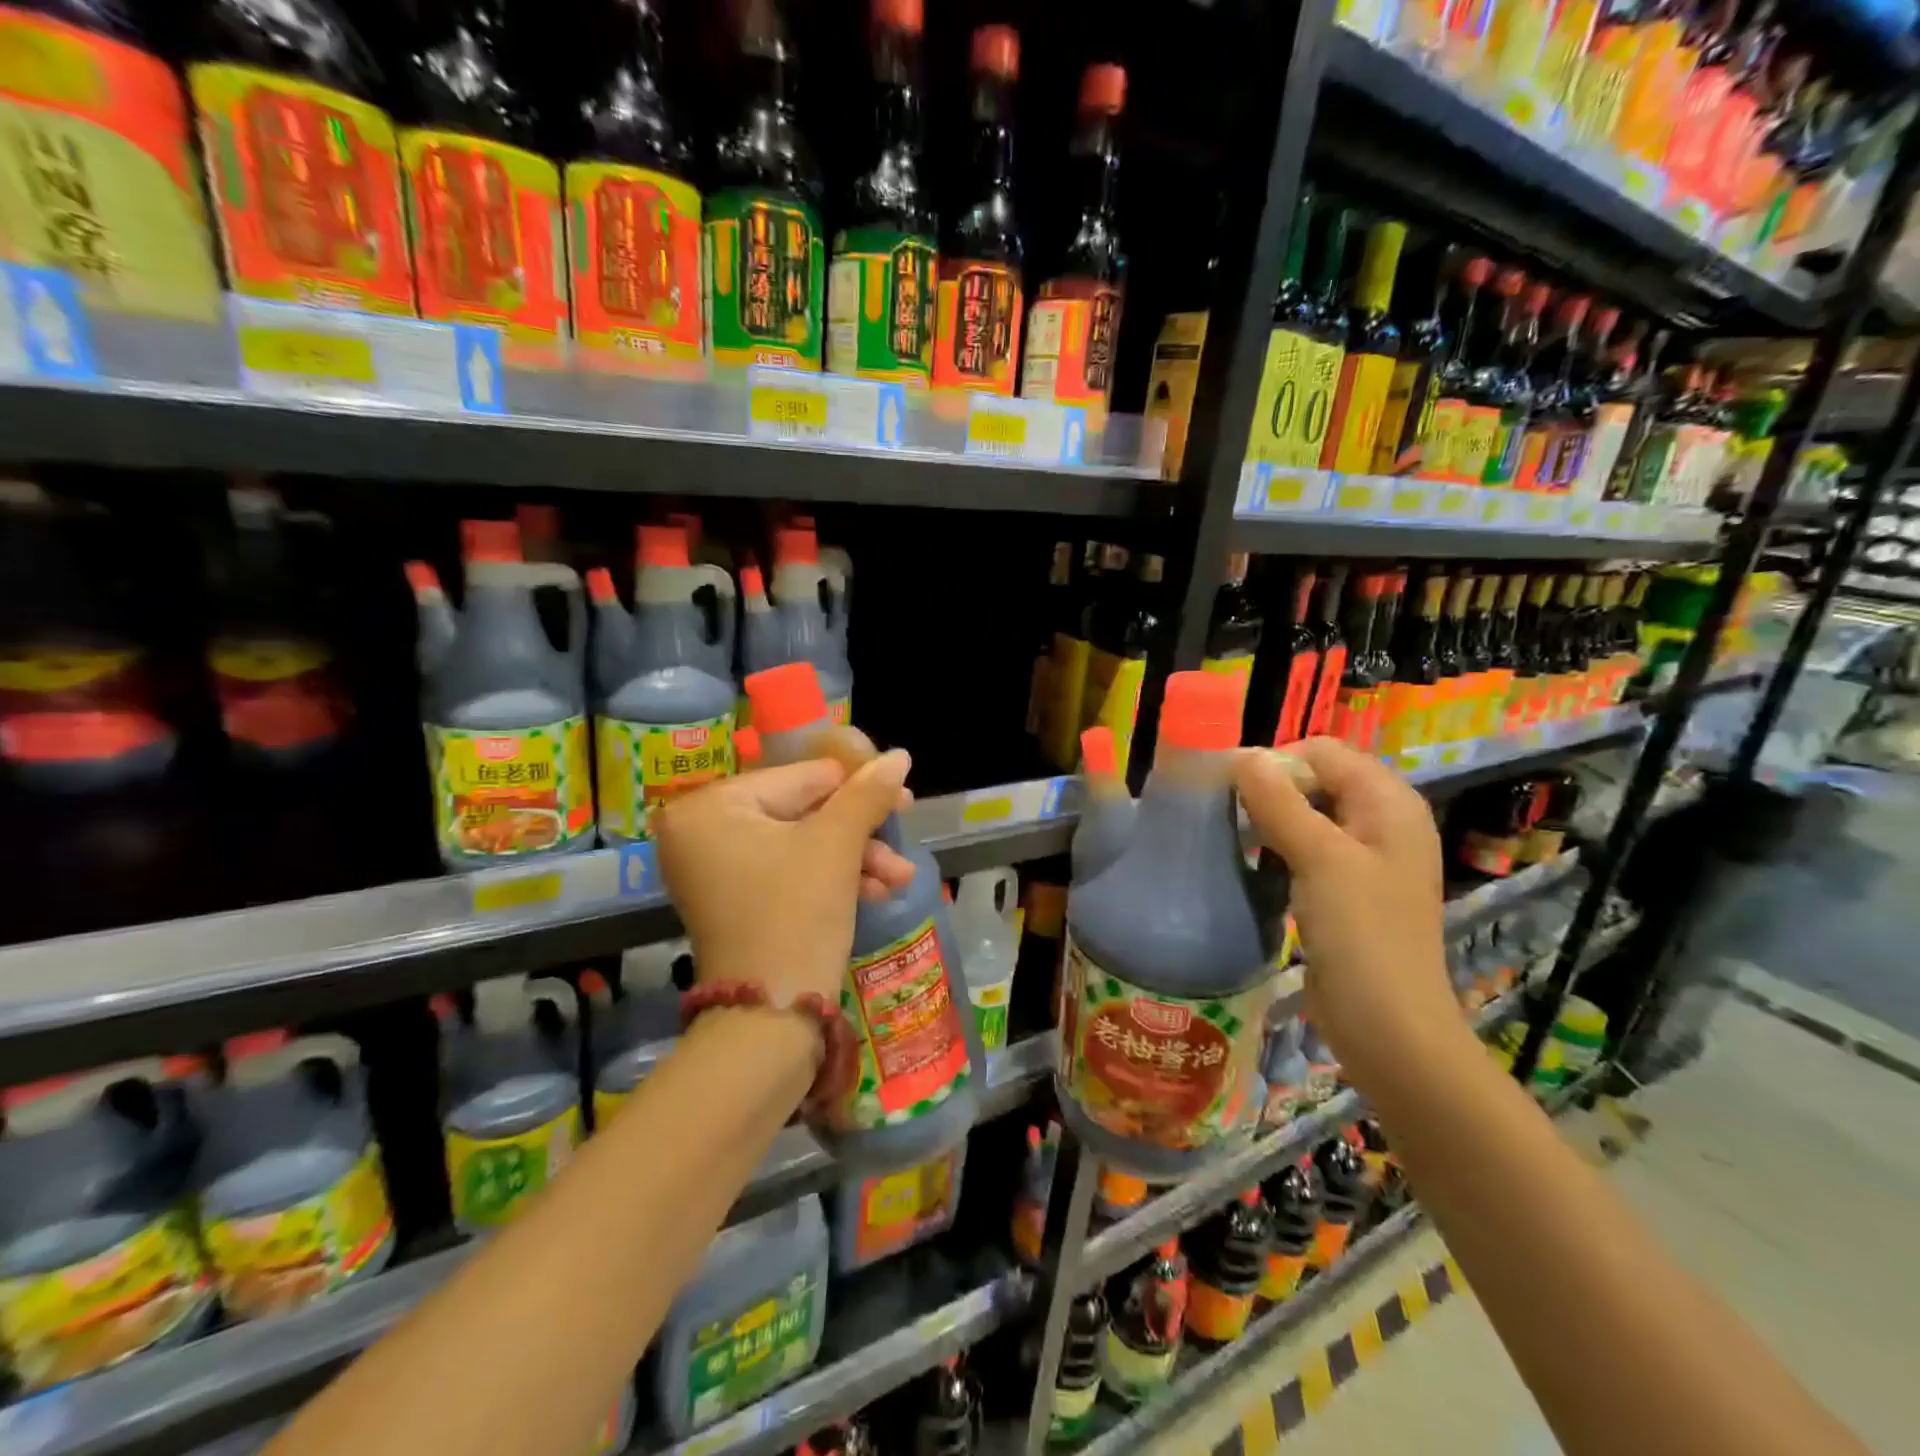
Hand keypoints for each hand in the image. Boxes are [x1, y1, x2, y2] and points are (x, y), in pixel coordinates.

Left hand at [654, 754, 914, 1007]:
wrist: (768, 1021)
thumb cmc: (796, 914)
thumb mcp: (837, 845)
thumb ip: (867, 793)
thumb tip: (900, 756)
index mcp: (710, 807)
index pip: (799, 777)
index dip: (856, 785)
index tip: (901, 793)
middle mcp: (700, 833)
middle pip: (801, 813)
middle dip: (859, 832)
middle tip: (903, 834)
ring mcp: (714, 871)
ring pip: (800, 846)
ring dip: (853, 858)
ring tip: (899, 878)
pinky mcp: (734, 902)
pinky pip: (787, 873)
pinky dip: (829, 879)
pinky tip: (876, 892)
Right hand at [1235, 738, 1468, 1094]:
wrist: (1389, 1029)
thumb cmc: (1362, 935)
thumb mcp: (1319, 859)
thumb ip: (1280, 802)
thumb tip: (1241, 755)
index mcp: (1389, 803)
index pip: (1324, 751)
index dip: (1278, 760)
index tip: (1232, 788)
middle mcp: (1381, 823)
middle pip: (1316, 780)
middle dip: (1270, 790)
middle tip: (1227, 814)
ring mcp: (1364, 859)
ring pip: (1307, 816)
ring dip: (1269, 820)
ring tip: (1233, 839)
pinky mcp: (1346, 891)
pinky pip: (1306, 850)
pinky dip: (1278, 850)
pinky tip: (1252, 867)